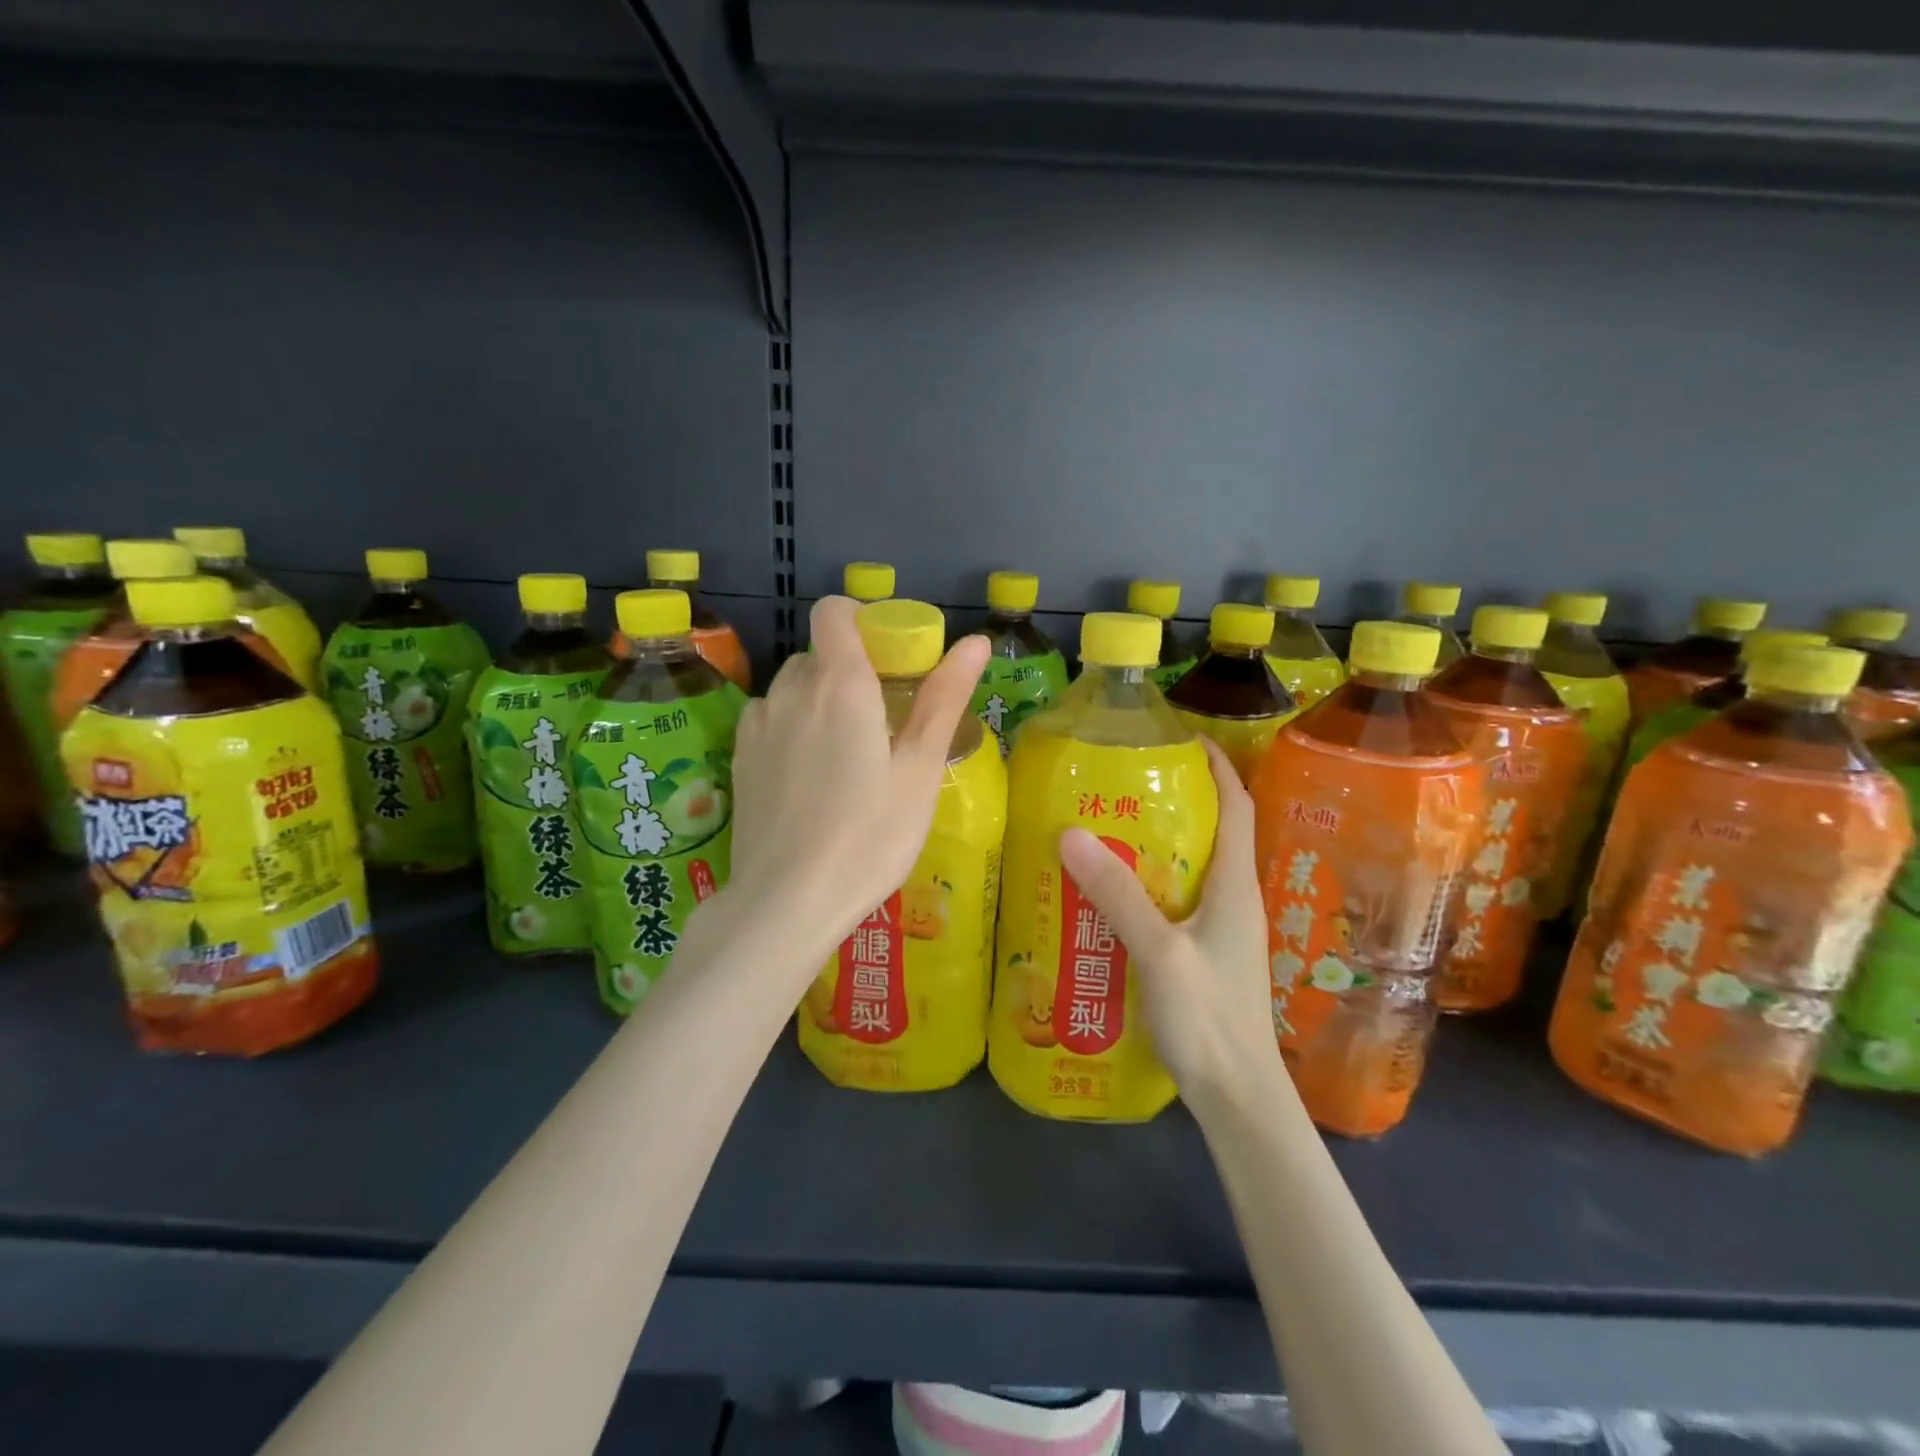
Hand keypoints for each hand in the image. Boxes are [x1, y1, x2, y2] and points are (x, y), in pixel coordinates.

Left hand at [726, 596, 989, 969]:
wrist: (787, 902)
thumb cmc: (869, 836)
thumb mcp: (920, 770)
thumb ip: (944, 699)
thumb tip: (976, 641)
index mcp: (840, 684)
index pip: (834, 611)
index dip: (862, 619)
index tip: (891, 656)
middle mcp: (791, 690)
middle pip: (819, 653)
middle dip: (852, 668)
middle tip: (885, 719)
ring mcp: (758, 724)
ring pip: (793, 687)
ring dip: (821, 699)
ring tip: (848, 754)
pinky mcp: (739, 757)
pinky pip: (770, 718)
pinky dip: (793, 726)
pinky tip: (810, 776)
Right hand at [1058, 739, 1280, 1102]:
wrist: (1237, 1096)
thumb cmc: (1210, 1019)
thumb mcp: (1160, 951)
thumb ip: (1118, 895)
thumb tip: (1072, 832)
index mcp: (1235, 886)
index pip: (1237, 806)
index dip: (1217, 766)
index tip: (1183, 737)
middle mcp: (1233, 899)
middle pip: (1213, 832)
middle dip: (1177, 800)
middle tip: (1123, 782)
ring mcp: (1220, 930)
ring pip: (1191, 868)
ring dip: (1158, 843)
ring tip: (1108, 828)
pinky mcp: (1204, 954)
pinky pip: (1176, 901)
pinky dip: (1149, 883)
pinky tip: (1110, 893)